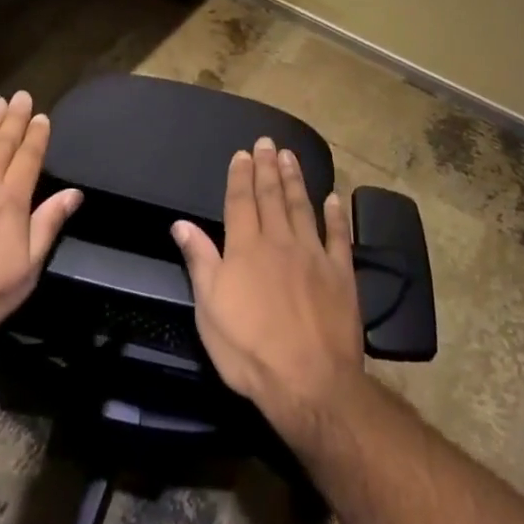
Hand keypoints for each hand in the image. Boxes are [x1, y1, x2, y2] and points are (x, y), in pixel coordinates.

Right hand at [172, 138, 364, 435]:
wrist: (310, 382)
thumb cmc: (249, 350)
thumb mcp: (209, 309)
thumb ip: (199, 261)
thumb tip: (181, 223)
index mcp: (245, 249)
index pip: (240, 202)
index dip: (240, 176)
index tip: (242, 154)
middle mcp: (280, 242)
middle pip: (271, 197)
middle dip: (267, 168)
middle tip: (267, 142)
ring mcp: (314, 255)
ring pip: (302, 207)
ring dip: (295, 180)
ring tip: (290, 156)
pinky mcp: (341, 274)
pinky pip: (338, 236)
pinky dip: (335, 215)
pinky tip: (332, 198)